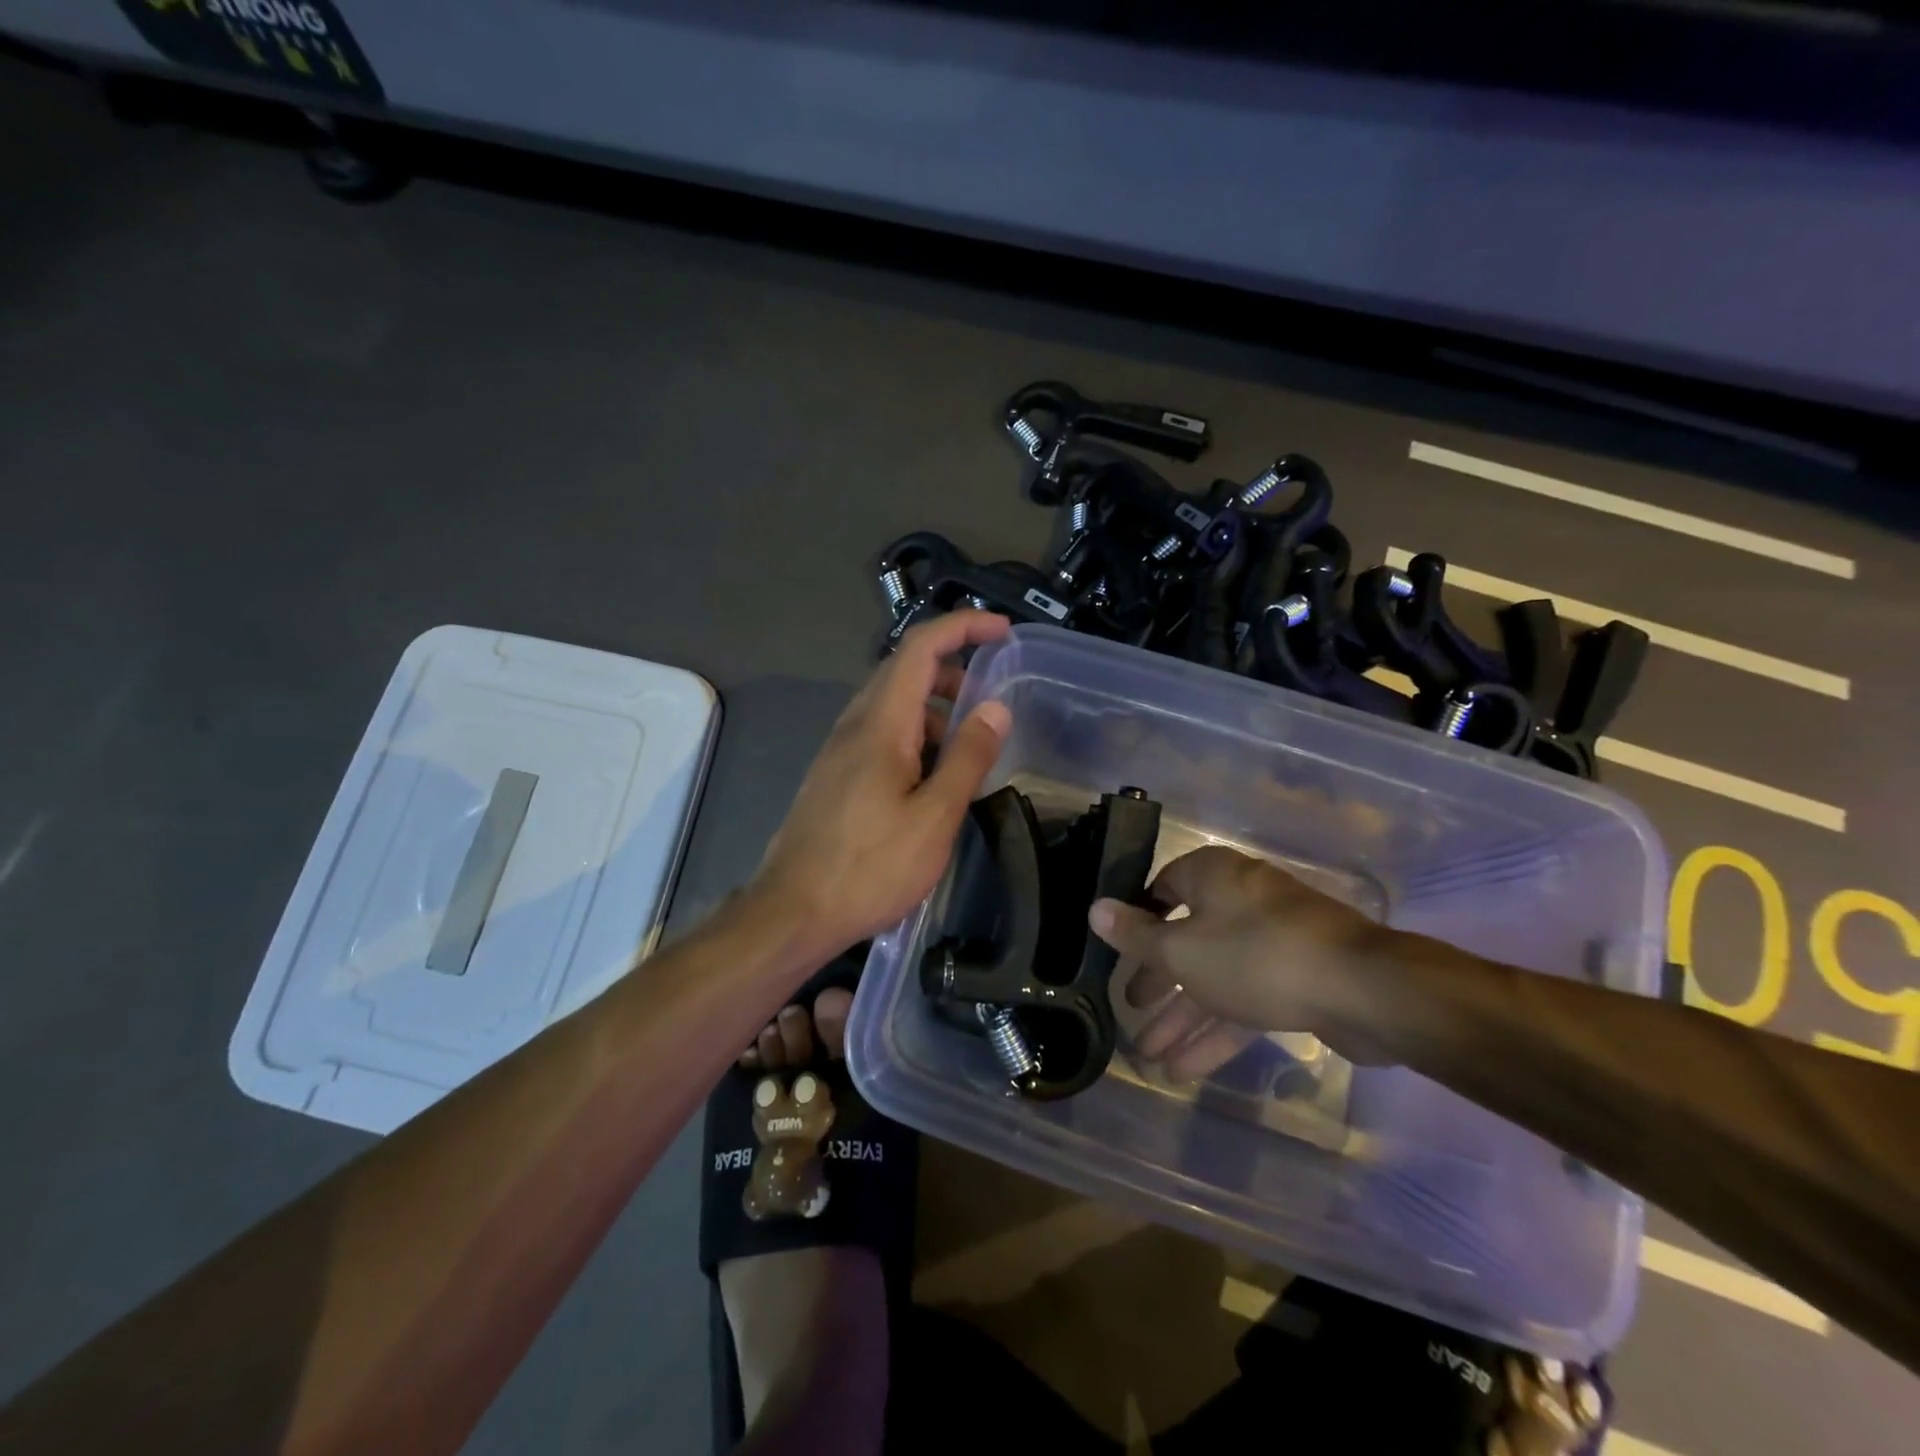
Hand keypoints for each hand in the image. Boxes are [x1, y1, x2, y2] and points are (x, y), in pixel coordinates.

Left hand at [754, 611, 1012, 960]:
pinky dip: (915, 735)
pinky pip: (880, 734)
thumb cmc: (869, 868)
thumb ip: (967, 758)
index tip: (1002, 632)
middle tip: (991, 695)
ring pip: (892, 705)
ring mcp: (840, 750)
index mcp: (881, 723)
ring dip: (934, 707)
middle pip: (904, 670)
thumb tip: (995, 708)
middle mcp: (855, 725)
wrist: (792, 913)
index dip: (963, 627)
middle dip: (952, 667)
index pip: (921, 648)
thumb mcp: (934, 817)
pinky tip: (932, 778)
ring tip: (969, 745)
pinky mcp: (835, 776)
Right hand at [1089, 846, 1391, 1081]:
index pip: (1163, 889)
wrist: (1364, 991)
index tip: (1118, 951)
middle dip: (1159, 982)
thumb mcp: (1182, 950)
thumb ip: (1136, 936)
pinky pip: (1244, 1000)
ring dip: (1183, 1018)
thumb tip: (1095, 909)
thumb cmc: (1256, 957)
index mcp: (1212, 877)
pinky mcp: (1296, 978)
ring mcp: (1272, 940)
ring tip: (1150, 1059)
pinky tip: (1186, 1070)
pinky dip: (1217, 1031)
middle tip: (1132, 1009)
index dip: (1138, 920)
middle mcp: (1240, 900)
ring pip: (1215, 977)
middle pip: (1187, 939)